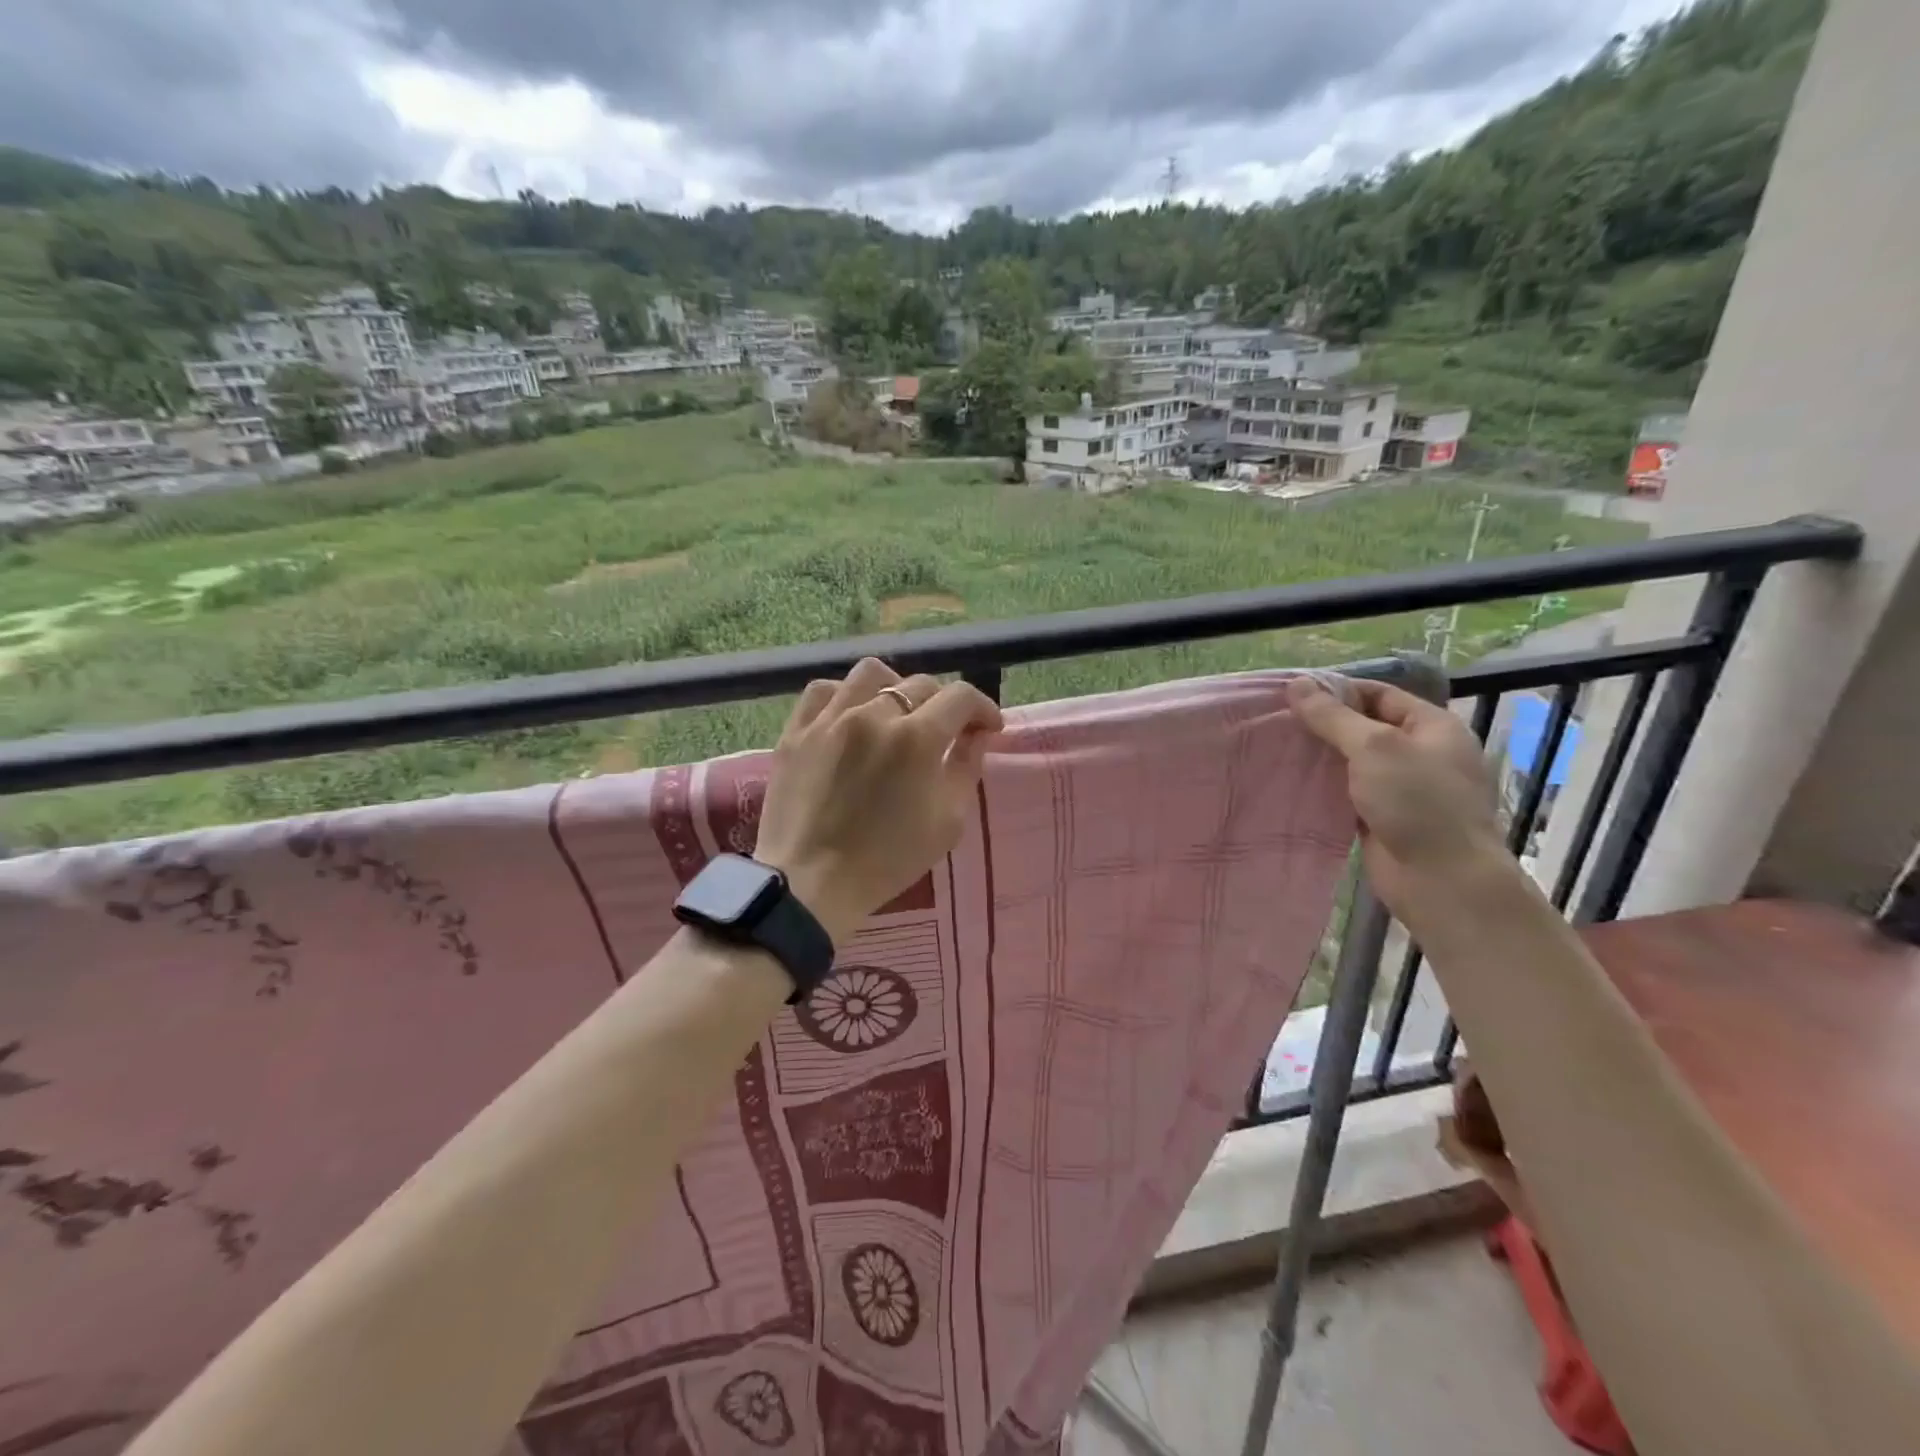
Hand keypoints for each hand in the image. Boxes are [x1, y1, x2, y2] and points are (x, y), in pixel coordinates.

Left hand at [755, 658, 1003, 943]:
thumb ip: (966, 769)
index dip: (983, 708)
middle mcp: (873, 714)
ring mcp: (829, 719)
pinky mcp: (796, 730)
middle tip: (945, 731)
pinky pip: (823, 690)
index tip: (988, 728)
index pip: (960, 697)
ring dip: (895, 688)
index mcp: (917, 738)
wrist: (810, 883)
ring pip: (870, 674)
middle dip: (942, 704)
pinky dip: (845, 695)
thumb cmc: (887, 861)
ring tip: (896, 713)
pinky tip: (851, 715)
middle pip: (919, 684)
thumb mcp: (947, 822)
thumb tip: (977, 735)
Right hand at [1286, 676, 1508, 916]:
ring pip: (1353, 762)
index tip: (1292, 695)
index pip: (1379, 694)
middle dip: (1324, 724)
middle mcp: (1420, 752)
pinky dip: (1323, 787)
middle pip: (1364, 727)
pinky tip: (1291, 783)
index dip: (1337, 691)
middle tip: (1277, 723)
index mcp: (1432, 726)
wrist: (1443, 881)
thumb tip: (1297, 684)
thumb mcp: (1373, 747)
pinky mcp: (1383, 817)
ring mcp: (1403, 788)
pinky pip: (1348, 792)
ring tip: (1276, 749)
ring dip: (1320, 757)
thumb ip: (1332, 716)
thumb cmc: (1417, 803)